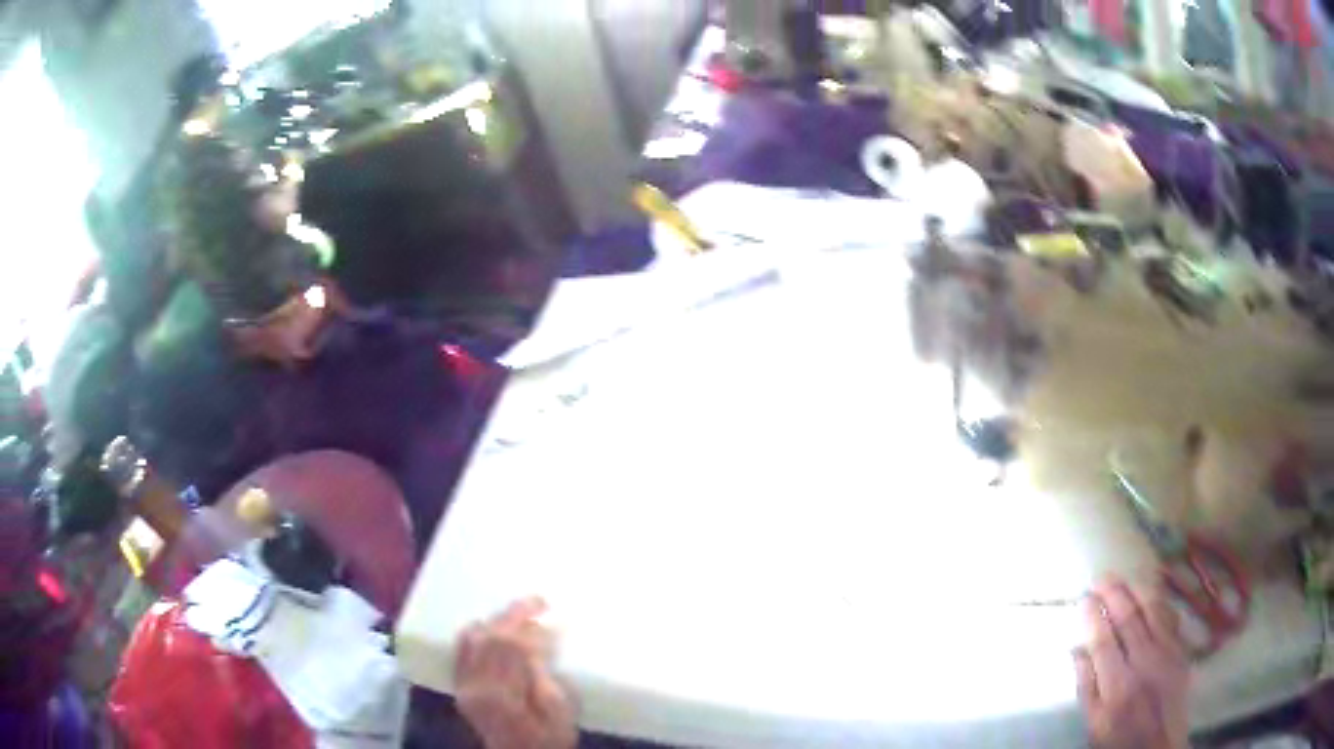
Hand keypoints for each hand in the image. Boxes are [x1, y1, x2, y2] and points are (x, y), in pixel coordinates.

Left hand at [455, 598, 576, 748]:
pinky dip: (476, 634)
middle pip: (488, 638)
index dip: (528, 623)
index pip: (509, 645)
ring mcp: (464, 686)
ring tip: (518, 615)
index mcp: (503, 695)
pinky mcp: (460, 686)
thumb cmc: (549, 739)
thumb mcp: (559, 711)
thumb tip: (538, 639)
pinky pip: (461, 650)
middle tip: (537, 601)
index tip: (548, 610)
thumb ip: (544, 675)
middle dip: (512, 615)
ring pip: (471, 639)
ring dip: (494, 621)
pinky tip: (492, 629)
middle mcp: (476, 686)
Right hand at [1075, 578, 1189, 748]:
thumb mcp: (1094, 723)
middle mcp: (1144, 663)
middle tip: (1101, 577)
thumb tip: (1077, 649)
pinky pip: (1170, 617)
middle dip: (1113, 594)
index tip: (1084, 598)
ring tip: (1124, 576)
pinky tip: (1151, 591)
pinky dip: (1159, 600)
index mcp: (1117, 686)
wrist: (1159, 744)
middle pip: (1128, 619)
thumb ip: (1086, 686)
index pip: (1103, 641)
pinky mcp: (1181, 650)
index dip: (1093, 616)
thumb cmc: (1120, 737)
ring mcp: (1167, 653)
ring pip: (1153, 610)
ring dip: (1137, 588)